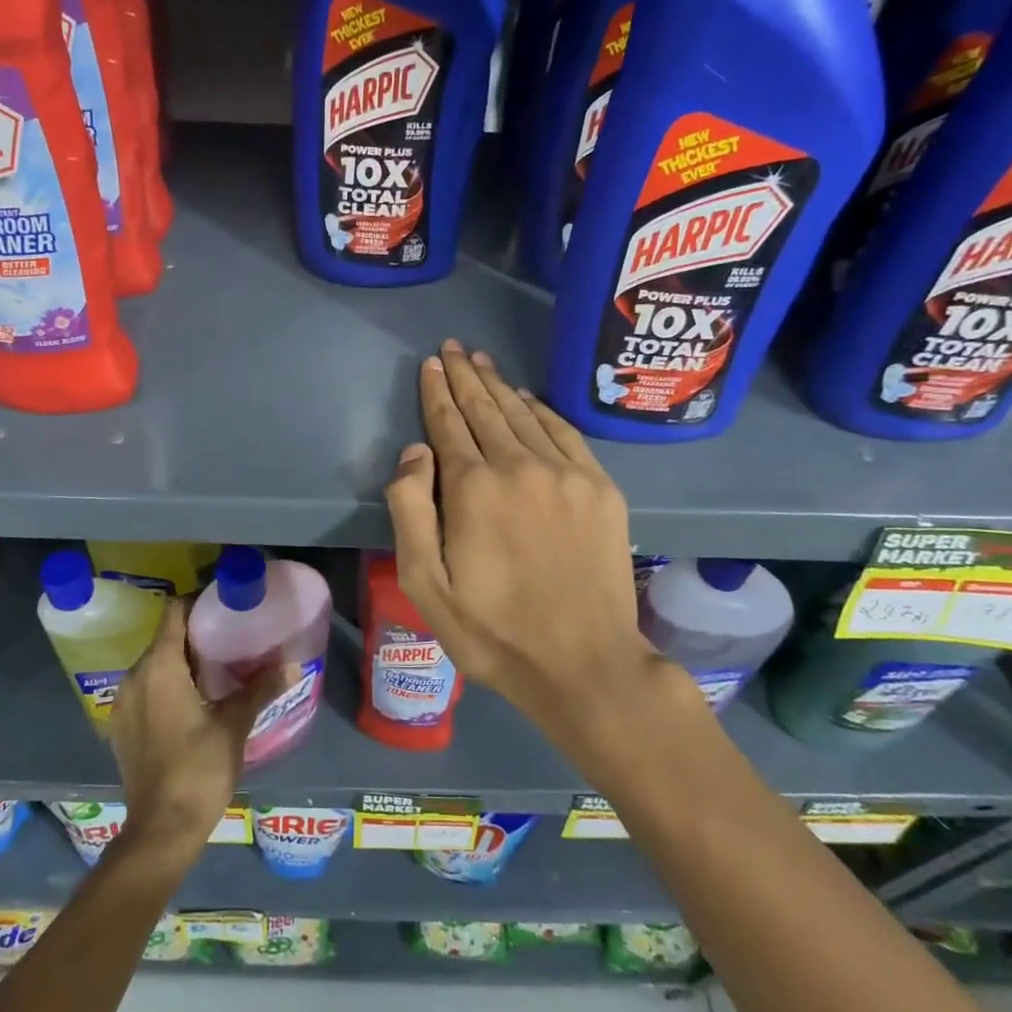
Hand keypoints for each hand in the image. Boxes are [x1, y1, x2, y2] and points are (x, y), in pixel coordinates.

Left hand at [107, 601, 293, 862]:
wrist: (161, 830)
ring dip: (181, 660)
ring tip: (216, 668)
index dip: (198, 602)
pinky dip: (167, 683)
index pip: (174, 612)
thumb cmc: (199, 769)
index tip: (225, 604)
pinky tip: (193, 700)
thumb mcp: (235, 724)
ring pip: (154, 664)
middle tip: (231, 636)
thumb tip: (293, 664)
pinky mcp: (121, 726)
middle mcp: (134, 676)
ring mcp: (122, 703)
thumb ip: (261, 688)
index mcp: (159, 667)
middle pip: (164, 638)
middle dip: (195, 633)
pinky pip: (145, 688)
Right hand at [384, 341, 678, 764]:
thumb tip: (414, 451)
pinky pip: (566, 433)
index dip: (437, 392)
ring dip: (500, 385)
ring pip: (525, 414)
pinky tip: (530, 399)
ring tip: (482, 362)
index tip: (430, 364)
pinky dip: (543, 410)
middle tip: (452, 348)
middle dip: (465, 377)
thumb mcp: (425, 585)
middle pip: (486, 409)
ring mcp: (566, 474)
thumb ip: (411, 510)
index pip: (448, 424)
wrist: (585, 663)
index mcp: (473, 488)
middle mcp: (519, 466)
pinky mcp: (600, 488)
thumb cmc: (493, 631)